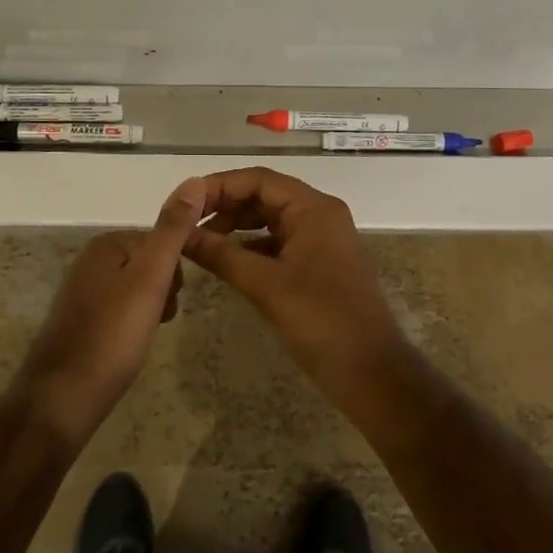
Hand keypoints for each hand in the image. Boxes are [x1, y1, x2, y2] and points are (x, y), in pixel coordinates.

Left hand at [15, 176, 206, 445]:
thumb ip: (173, 230)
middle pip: (149, 264)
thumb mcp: (151, 277)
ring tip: (144, 336)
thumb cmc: (113, 335)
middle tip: (159, 319)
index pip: (161, 241)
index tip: (173, 299)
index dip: (175, 271)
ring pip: (136, 289)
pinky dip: (132, 325)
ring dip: (150, 309)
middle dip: (163, 290)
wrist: (62, 399)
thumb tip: (195, 180)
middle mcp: (90, 261)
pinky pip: (120, 310)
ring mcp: (82, 292)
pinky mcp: (79, 322)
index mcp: (106, 244)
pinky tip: (130, 347)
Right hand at [182, 167, 411, 415]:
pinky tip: (227, 262)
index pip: (259, 180)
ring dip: (237, 227)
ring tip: (201, 242)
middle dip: (226, 206)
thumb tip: (180, 233)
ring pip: (271, 220)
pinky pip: (279, 243)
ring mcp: (322, 240)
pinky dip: (252, 247)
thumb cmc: (321, 321)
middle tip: (188, 223)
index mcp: (313, 208)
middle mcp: (320, 215)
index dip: (219, 186)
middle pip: (265, 196)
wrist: (371, 372)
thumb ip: (221, 254)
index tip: (186, 202)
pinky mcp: (320, 264)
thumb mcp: (265, 285)